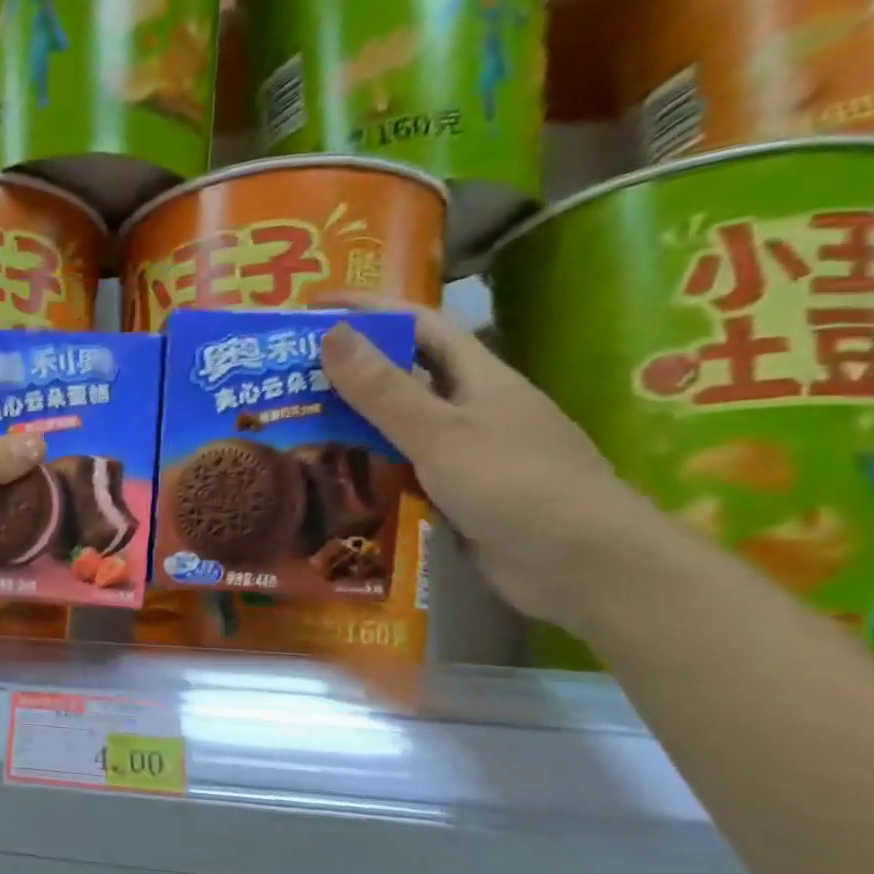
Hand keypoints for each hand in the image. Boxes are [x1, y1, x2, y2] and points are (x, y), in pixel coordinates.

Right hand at [318, 296, 662, 629]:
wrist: (585, 567)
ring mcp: (466, 453)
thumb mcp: (442, 433)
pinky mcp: (457, 494)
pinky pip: (401, 468)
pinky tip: (329, 473)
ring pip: (399, 424)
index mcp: (479, 378)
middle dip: (350, 365)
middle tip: (288, 370)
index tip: (313, 305)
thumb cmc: (517, 486)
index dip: (368, 308)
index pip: (419, 325)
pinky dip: (365, 465)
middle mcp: (473, 408)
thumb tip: (332, 333)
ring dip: (352, 418)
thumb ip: (384, 389)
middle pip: (405, 373)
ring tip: (294, 419)